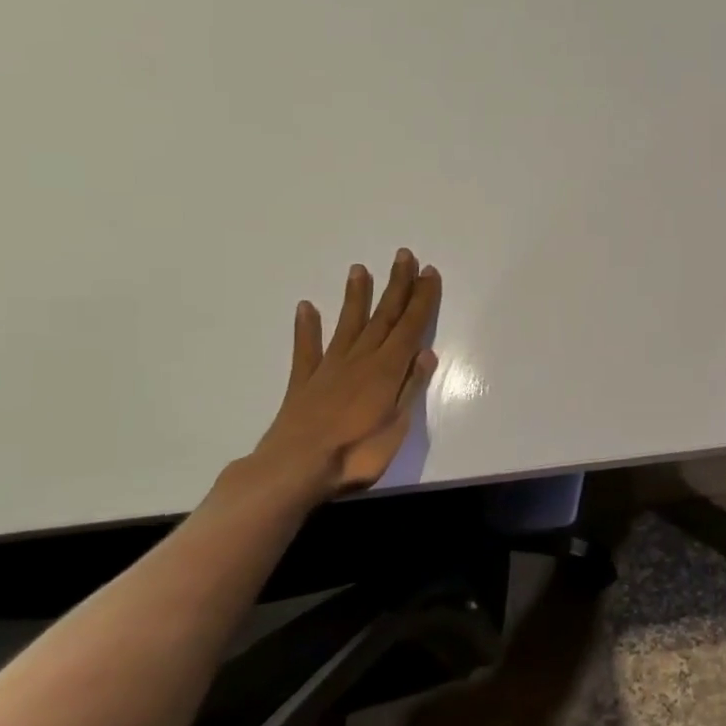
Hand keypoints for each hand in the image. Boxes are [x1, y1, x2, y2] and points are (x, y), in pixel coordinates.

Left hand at [247, 249, 440, 500]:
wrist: (296, 469)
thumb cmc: (356, 453)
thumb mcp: (397, 426)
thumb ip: (410, 387)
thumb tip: (426, 354)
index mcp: (387, 370)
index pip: (410, 327)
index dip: (422, 299)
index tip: (429, 272)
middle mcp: (360, 360)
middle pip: (383, 317)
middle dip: (397, 286)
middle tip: (404, 256)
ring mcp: (329, 368)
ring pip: (348, 325)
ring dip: (356, 297)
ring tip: (360, 269)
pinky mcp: (303, 382)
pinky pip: (307, 349)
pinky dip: (307, 327)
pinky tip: (307, 307)